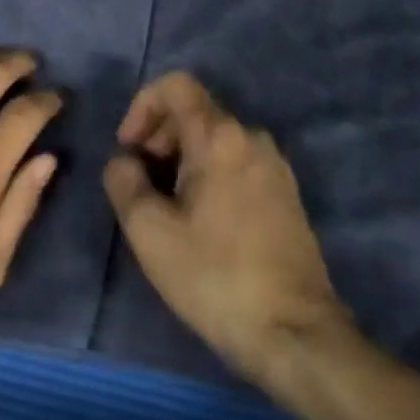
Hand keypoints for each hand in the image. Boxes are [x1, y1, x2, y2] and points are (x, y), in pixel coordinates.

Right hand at [103, 72, 349, 386]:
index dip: (142, 106)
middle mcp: (252, 138)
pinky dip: (209, 173)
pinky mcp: (286, 194)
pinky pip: (237, 162)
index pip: (175, 85)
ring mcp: (275, 165)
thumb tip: (124, 162)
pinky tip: (201, 222)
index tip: (129, 149)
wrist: (295, 333)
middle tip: (141, 184)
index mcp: (219, 136)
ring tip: (167, 208)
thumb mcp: (150, 233)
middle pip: (195, 112)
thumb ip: (124, 182)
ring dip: (181, 158)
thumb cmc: (215, 277)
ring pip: (216, 139)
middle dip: (158, 137)